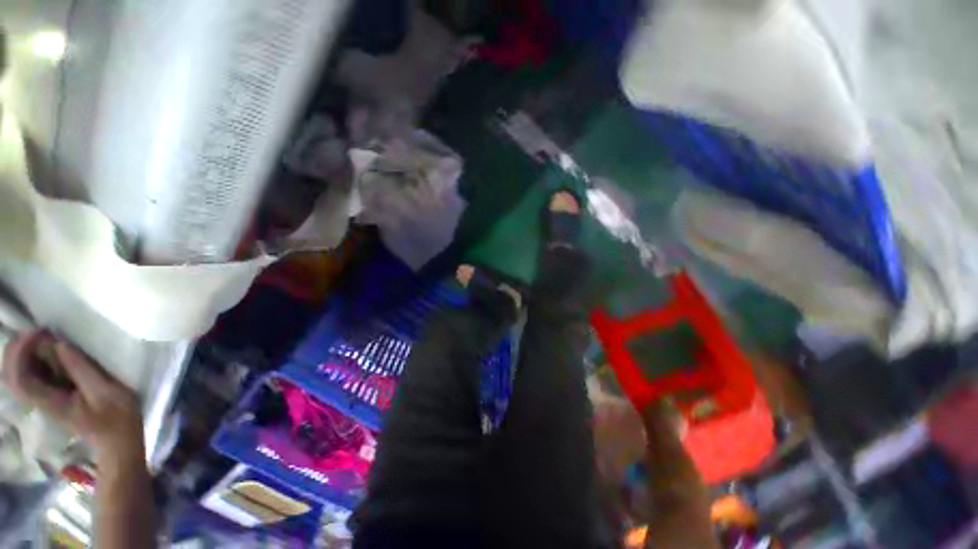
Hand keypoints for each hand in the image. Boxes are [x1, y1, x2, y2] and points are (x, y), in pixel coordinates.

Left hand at [2, 330, 143, 467]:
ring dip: (24, 350)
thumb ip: (81, 370)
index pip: (19, 378)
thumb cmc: (117, 418)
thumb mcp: (105, 393)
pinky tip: (50, 349)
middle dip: (17, 348)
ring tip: (46, 335)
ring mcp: (45, 398)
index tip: (40, 332)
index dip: (21, 351)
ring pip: (18, 373)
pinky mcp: (52, 394)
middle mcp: (40, 400)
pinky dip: (34, 357)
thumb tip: (59, 345)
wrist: (119, 440)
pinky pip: (31, 374)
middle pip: (11, 375)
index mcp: (50, 402)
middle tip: (40, 330)